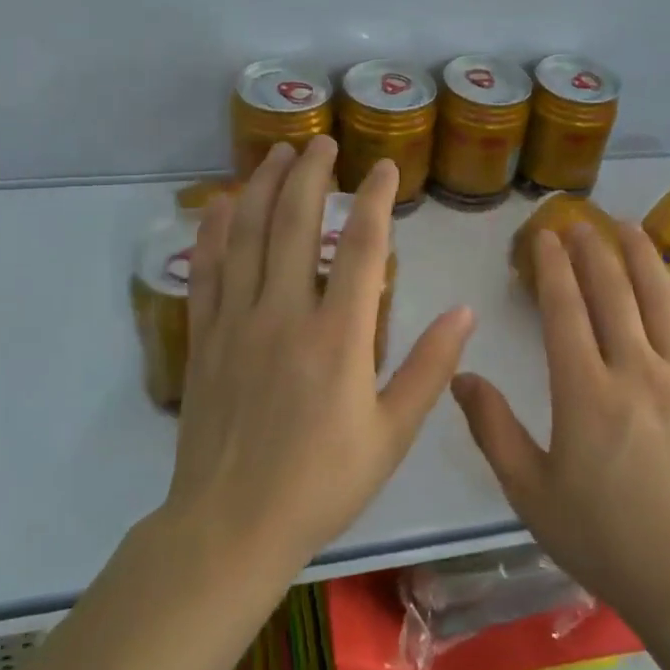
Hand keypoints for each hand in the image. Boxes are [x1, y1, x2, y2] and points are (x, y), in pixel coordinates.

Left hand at [165, 137, 475, 575]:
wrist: (231, 527)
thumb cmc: (322, 483)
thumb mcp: (392, 435)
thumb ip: (429, 369)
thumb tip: (464, 313)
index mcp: (338, 337)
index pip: (359, 247)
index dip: (374, 199)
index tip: (383, 167)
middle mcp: (284, 315)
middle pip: (295, 224)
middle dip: (312, 174)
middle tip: (324, 142)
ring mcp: (237, 323)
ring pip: (247, 236)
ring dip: (263, 187)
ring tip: (278, 153)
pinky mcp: (205, 339)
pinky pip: (206, 271)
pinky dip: (213, 231)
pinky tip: (220, 204)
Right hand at [452, 222, 669, 631]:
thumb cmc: (603, 537)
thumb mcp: (530, 492)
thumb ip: (492, 429)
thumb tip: (461, 377)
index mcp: (584, 392)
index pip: (566, 309)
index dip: (553, 267)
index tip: (544, 236)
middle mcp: (633, 371)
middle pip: (612, 292)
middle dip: (593, 251)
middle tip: (578, 222)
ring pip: (658, 299)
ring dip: (640, 257)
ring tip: (627, 226)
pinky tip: (666, 281)